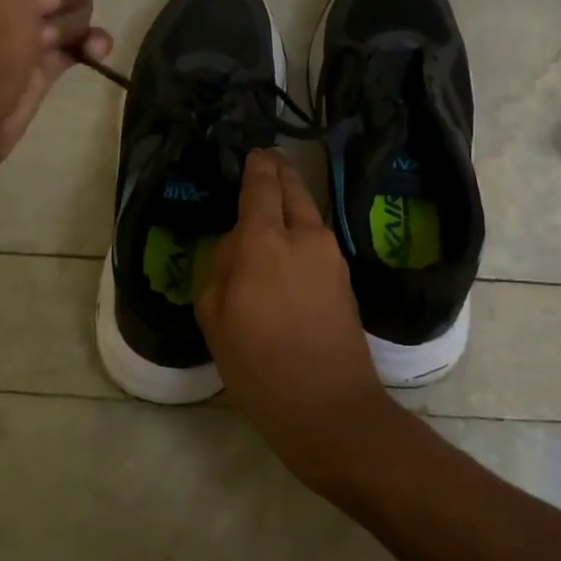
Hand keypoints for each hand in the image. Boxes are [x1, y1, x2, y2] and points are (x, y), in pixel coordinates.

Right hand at [196, 150, 398, 493]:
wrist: (330, 408)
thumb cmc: (259, 365)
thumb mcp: (216, 317)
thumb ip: (222, 267)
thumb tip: (239, 245)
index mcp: (265, 241)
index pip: (262, 185)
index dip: (257, 165)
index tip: (253, 153)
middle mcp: (304, 236)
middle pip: (294, 189)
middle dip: (279, 172)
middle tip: (266, 162)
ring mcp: (331, 256)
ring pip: (309, 213)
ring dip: (293, 200)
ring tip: (273, 202)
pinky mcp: (345, 278)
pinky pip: (317, 238)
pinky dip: (302, 228)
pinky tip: (288, 241)